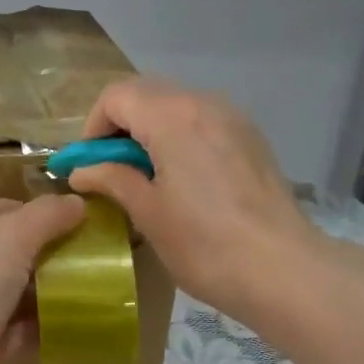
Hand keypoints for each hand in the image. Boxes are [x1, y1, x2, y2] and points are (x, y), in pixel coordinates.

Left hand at [0, 195, 86, 363]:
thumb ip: (46, 215)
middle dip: (37, 251)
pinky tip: (72, 318)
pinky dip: (39, 324)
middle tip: (81, 249)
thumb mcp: (11, 235)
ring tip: (86, 282)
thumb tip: (77, 202)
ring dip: (42, 289)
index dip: (17, 207)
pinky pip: (14, 329)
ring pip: (7, 293)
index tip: (59, 215)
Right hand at [67, 78, 316, 320]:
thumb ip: (112, 180)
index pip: (116, 96)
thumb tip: (81, 171)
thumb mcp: (147, 213)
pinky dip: (179, 138)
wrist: (282, 269)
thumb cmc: (203, 243)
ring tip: (145, 178)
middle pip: (146, 94)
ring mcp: (234, 118)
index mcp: (173, 116)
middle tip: (111, 171)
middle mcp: (205, 103)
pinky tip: (181, 181)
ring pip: (176, 106)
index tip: (89, 166)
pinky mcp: (251, 139)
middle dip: (119, 126)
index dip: (93, 128)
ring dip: (149, 132)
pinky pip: (202, 122)